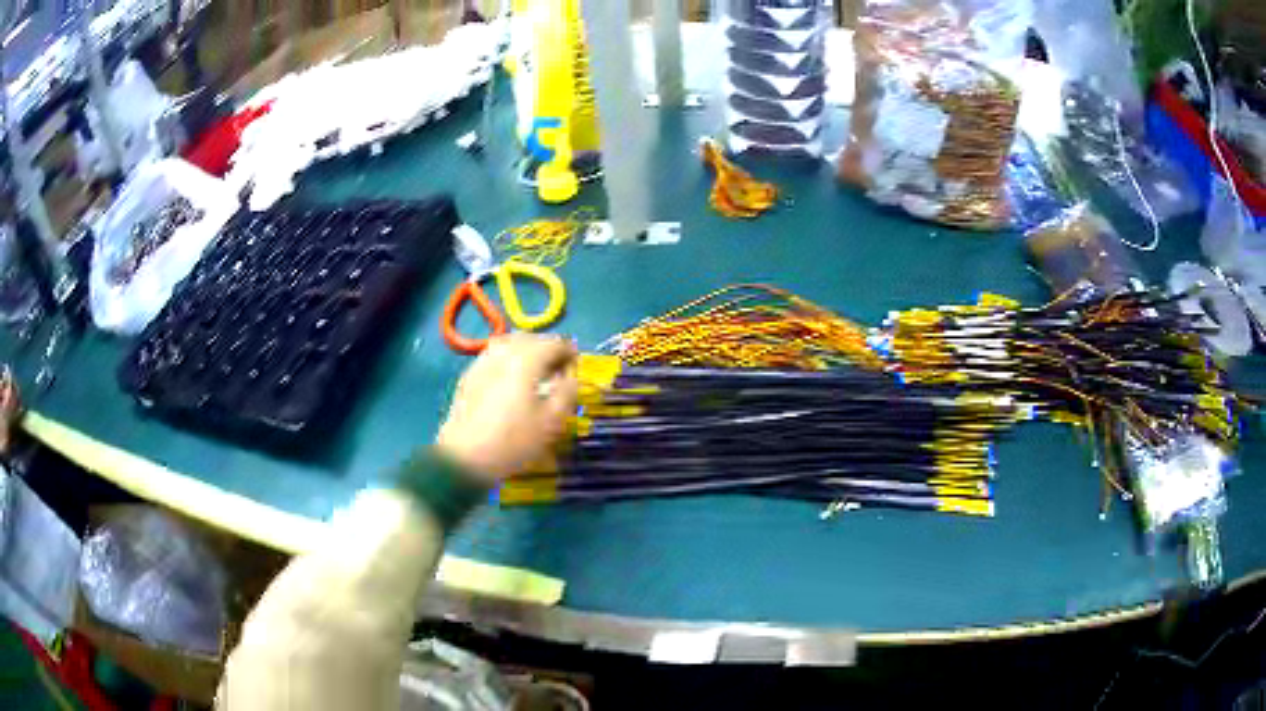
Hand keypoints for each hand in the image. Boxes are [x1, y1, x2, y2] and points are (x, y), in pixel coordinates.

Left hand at [436, 334, 577, 482]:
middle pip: (530, 338)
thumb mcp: (552, 421)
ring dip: (526, 352)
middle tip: (557, 370)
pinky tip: (510, 381)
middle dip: (547, 349)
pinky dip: (508, 361)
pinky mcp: (469, 376)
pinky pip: (493, 357)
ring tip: (535, 374)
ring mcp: (481, 362)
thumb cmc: (514, 440)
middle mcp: (503, 352)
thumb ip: (567, 391)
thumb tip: (570, 375)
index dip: (570, 352)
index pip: (554, 343)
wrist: (465, 457)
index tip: (576, 368)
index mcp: (526, 359)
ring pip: (509, 344)